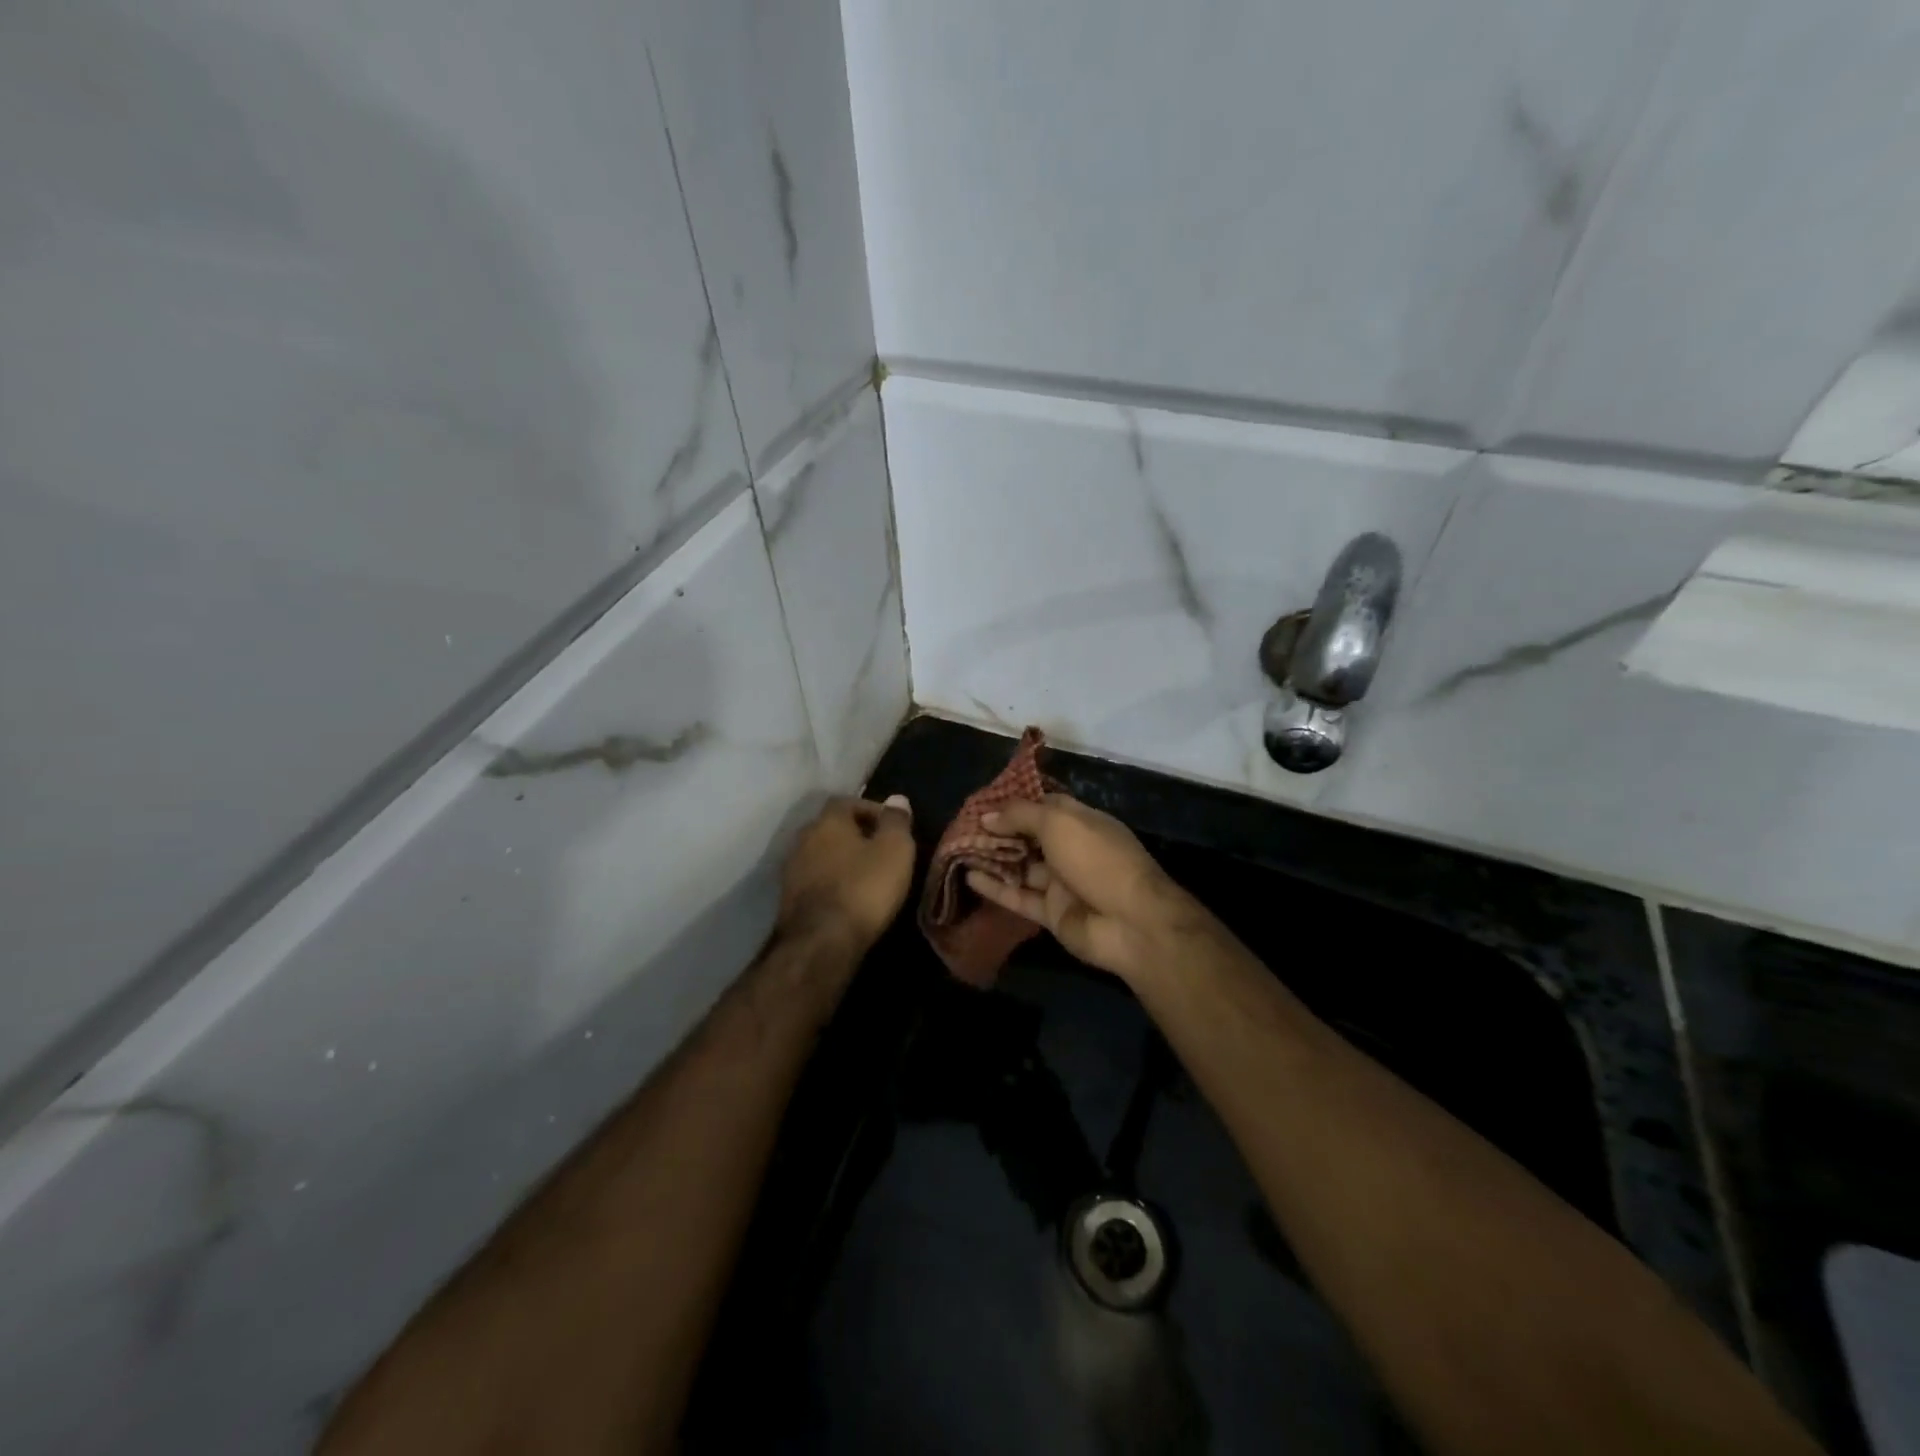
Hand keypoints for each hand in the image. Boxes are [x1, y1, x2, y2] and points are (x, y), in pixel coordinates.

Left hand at [777, 794, 915, 955]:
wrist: (821, 942)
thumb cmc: (864, 888)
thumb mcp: (895, 850)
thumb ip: (896, 821)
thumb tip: (897, 798)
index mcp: (828, 821)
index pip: (848, 801)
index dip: (872, 810)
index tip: (893, 827)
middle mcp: (803, 838)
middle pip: (832, 827)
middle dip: (855, 835)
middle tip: (881, 850)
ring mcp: (791, 869)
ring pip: (821, 854)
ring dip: (841, 860)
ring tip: (866, 875)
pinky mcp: (787, 899)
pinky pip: (814, 879)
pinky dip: (831, 882)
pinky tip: (847, 897)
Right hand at [965, 793, 1208, 983]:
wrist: (1130, 921)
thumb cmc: (1097, 859)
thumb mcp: (1059, 823)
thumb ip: (1021, 816)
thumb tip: (987, 816)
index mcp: (1081, 822)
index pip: (1045, 806)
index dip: (1016, 804)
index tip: (983, 803)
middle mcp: (1071, 849)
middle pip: (1029, 836)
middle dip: (999, 832)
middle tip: (962, 827)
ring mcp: (1062, 883)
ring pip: (1021, 867)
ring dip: (993, 859)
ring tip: (957, 850)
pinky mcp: (1052, 912)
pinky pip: (1019, 897)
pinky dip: (996, 888)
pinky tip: (969, 877)